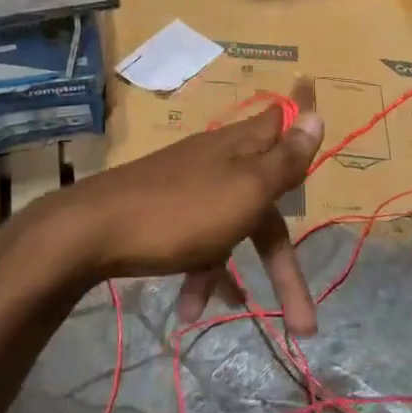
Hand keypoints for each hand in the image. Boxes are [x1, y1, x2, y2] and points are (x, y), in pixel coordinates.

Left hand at [33, 83, 325, 333]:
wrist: (93, 232)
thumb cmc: (181, 211)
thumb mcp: (245, 189)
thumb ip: (283, 160)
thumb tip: (318, 115)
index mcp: (241, 149)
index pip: (279, 123)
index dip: (299, 116)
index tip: (313, 92)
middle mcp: (219, 162)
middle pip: (266, 204)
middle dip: (283, 263)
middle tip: (305, 320)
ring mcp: (189, 188)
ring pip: (230, 229)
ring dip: (236, 274)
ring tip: (238, 319)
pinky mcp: (165, 213)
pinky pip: (196, 242)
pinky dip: (200, 273)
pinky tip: (190, 309)